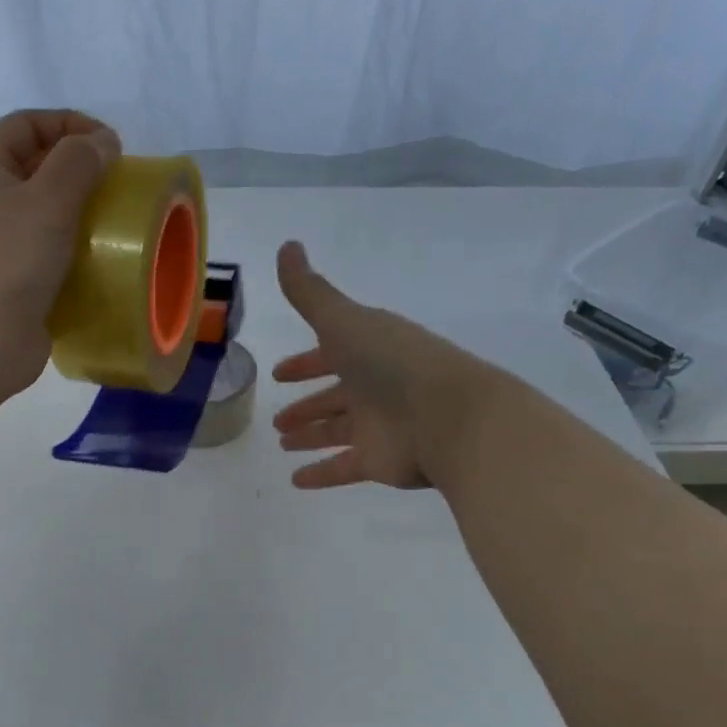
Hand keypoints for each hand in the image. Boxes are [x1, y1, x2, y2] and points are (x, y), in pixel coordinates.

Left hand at [0, 110, 120, 408]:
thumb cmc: (6, 263)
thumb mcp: (47, 200)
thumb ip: (79, 162)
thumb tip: (103, 141)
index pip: (26, 124)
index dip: (69, 123)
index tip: (111, 145)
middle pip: (35, 168)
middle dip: (78, 169)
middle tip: (119, 186)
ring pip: (43, 214)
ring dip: (80, 214)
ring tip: (116, 224)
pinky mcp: (11, 282)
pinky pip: (47, 254)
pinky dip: (73, 252)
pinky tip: (100, 262)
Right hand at [271, 241, 494, 489]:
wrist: (449, 417)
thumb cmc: (392, 362)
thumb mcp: (343, 319)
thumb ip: (309, 291)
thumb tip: (286, 246)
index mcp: (368, 350)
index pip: (330, 353)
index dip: (305, 362)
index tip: (279, 373)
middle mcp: (374, 386)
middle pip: (334, 396)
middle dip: (307, 405)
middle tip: (277, 419)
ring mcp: (378, 425)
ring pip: (337, 432)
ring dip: (311, 436)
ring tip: (283, 443)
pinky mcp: (380, 461)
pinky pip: (343, 468)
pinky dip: (321, 474)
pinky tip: (296, 481)